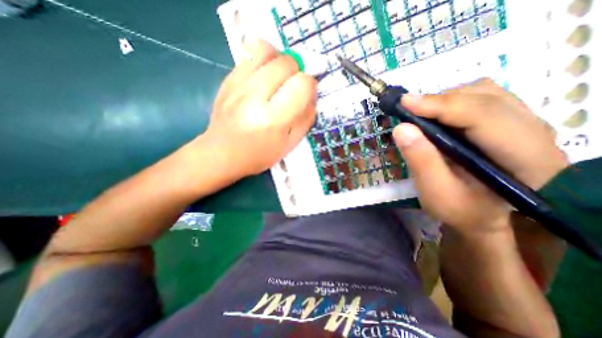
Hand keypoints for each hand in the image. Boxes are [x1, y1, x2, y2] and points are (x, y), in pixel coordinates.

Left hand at [199, 39, 319, 178]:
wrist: (222, 154)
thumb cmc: (259, 154)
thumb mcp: (289, 144)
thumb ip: (305, 118)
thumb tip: (312, 94)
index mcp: (273, 119)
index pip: (302, 85)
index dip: (310, 86)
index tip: (306, 94)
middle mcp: (254, 97)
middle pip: (286, 63)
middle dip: (297, 72)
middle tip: (292, 87)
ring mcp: (237, 85)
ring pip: (266, 49)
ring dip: (279, 60)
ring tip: (279, 76)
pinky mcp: (227, 80)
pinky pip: (249, 54)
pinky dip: (262, 60)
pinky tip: (263, 77)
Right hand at [391, 78, 569, 232]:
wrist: (485, 216)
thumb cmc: (462, 210)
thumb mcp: (436, 192)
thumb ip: (420, 160)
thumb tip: (401, 128)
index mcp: (525, 158)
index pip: (483, 115)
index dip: (440, 106)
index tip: (405, 103)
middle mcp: (535, 132)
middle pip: (485, 98)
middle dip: (440, 101)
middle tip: (408, 110)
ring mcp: (525, 123)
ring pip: (485, 93)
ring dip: (446, 100)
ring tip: (421, 114)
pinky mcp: (510, 121)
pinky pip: (483, 97)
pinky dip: (454, 101)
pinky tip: (438, 116)